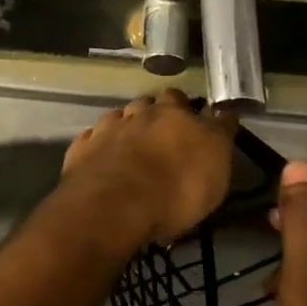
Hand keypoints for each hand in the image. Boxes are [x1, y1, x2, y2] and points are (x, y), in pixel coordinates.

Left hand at [60, 89, 235, 245]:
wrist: (113, 204)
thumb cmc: (175, 189)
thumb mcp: (215, 169)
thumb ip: (218, 138)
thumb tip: (223, 116)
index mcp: (175, 114)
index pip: (187, 101)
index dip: (192, 111)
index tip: (197, 123)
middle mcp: (141, 113)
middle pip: (151, 104)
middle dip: (158, 113)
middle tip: (164, 134)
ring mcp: (108, 128)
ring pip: (121, 116)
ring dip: (127, 125)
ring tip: (132, 143)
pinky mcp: (83, 148)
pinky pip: (93, 138)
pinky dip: (100, 144)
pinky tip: (103, 156)